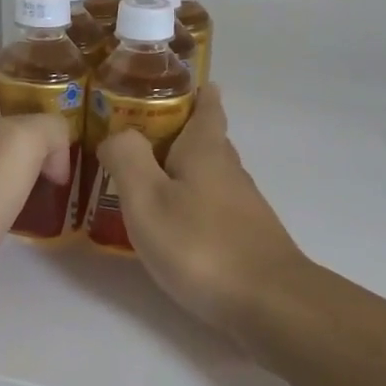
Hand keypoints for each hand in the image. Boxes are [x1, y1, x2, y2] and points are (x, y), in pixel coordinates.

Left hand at [0, 62, 73, 309]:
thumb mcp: (23, 139)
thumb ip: (50, 128)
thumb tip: (57, 153)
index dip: (10, 63)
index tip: (47, 70)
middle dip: (32, 113)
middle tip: (69, 122)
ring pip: (0, 152)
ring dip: (31, 154)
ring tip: (65, 162)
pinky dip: (23, 188)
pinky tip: (44, 199)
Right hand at [94, 84, 308, 340]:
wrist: (269, 303)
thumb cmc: (200, 244)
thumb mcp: (147, 198)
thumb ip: (127, 158)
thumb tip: (117, 135)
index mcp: (206, 149)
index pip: (206, 104)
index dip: (192, 90)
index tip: (169, 82)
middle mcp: (229, 169)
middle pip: (205, 137)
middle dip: (176, 130)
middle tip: (135, 132)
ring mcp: (241, 204)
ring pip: (207, 172)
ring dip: (179, 168)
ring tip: (143, 176)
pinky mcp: (245, 235)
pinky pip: (210, 203)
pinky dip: (189, 199)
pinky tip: (170, 221)